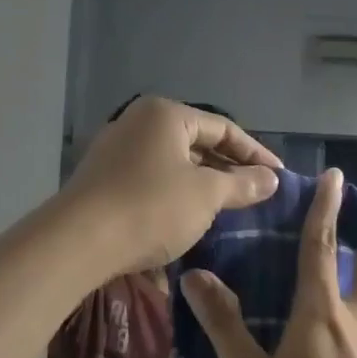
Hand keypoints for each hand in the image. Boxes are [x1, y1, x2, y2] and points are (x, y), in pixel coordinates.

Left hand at [61, 97, 280, 274]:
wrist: (77, 243)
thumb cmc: (150, 208)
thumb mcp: (206, 196)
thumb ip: (242, 184)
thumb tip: (272, 178)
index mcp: (166, 115)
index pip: (223, 128)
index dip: (255, 153)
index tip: (279, 177)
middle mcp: (138, 122)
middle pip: (197, 142)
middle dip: (228, 168)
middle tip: (257, 193)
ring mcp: (116, 149)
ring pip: (173, 162)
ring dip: (202, 183)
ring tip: (228, 207)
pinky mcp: (103, 178)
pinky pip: (151, 178)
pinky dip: (176, 193)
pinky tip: (189, 216)